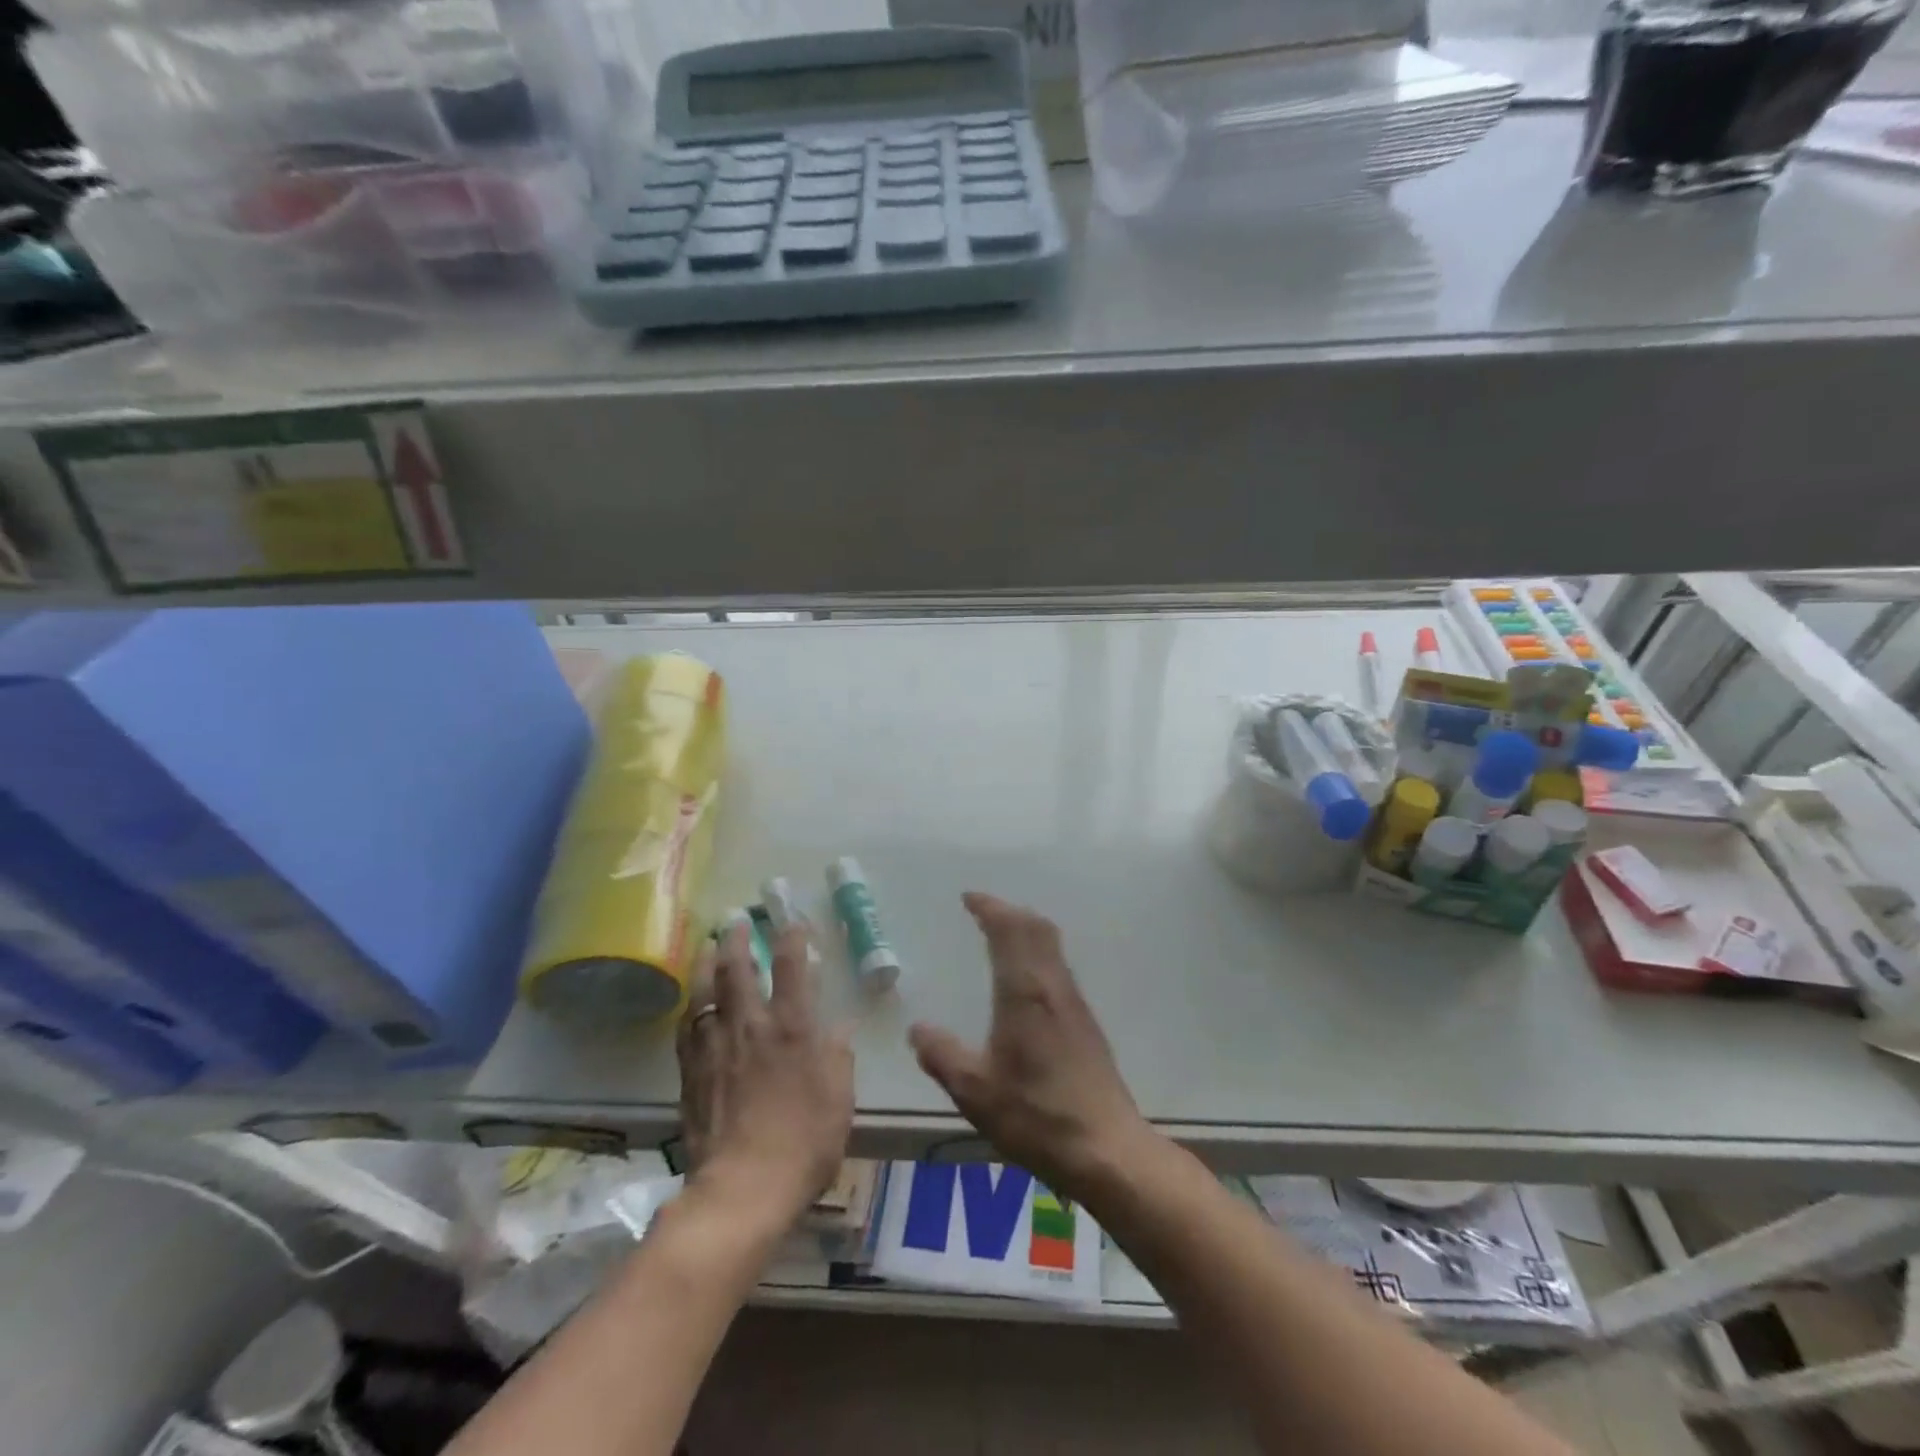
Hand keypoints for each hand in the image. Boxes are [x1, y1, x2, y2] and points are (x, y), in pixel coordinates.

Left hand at [677, 922, 853, 1232]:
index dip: (792, 936)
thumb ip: (839, 1057)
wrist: (742, 1189)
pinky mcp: (692, 1073)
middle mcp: (751, 1026)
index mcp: (792, 1027)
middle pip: (738, 968)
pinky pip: (688, 1028)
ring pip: (706, 991)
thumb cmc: (804, 1143)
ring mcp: (716, 1047)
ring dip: (707, 962)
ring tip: (707, 944)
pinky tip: (692, 1002)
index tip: (793, 920)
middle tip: (735, 918)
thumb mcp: (839, 1099)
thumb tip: (841, 1027)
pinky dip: (691, 1007)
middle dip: (737, 937)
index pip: (792, 966)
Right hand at [909, 893, 1152, 1201]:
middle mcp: (1053, 987)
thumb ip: (943, 1056)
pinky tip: (1025, 980)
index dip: (990, 908)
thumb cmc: (1037, 1116)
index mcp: (1025, 993)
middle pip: (1037, 928)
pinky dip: (1038, 952)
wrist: (1106, 1148)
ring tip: (1001, 935)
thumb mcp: (976, 1092)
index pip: (1010, 931)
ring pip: (1052, 945)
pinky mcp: (1085, 1022)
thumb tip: (917, 1028)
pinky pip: (1058, 966)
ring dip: (1026, 929)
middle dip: (1009, 911)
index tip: (969, 898)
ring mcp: (1074, 1003)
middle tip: (983, 911)